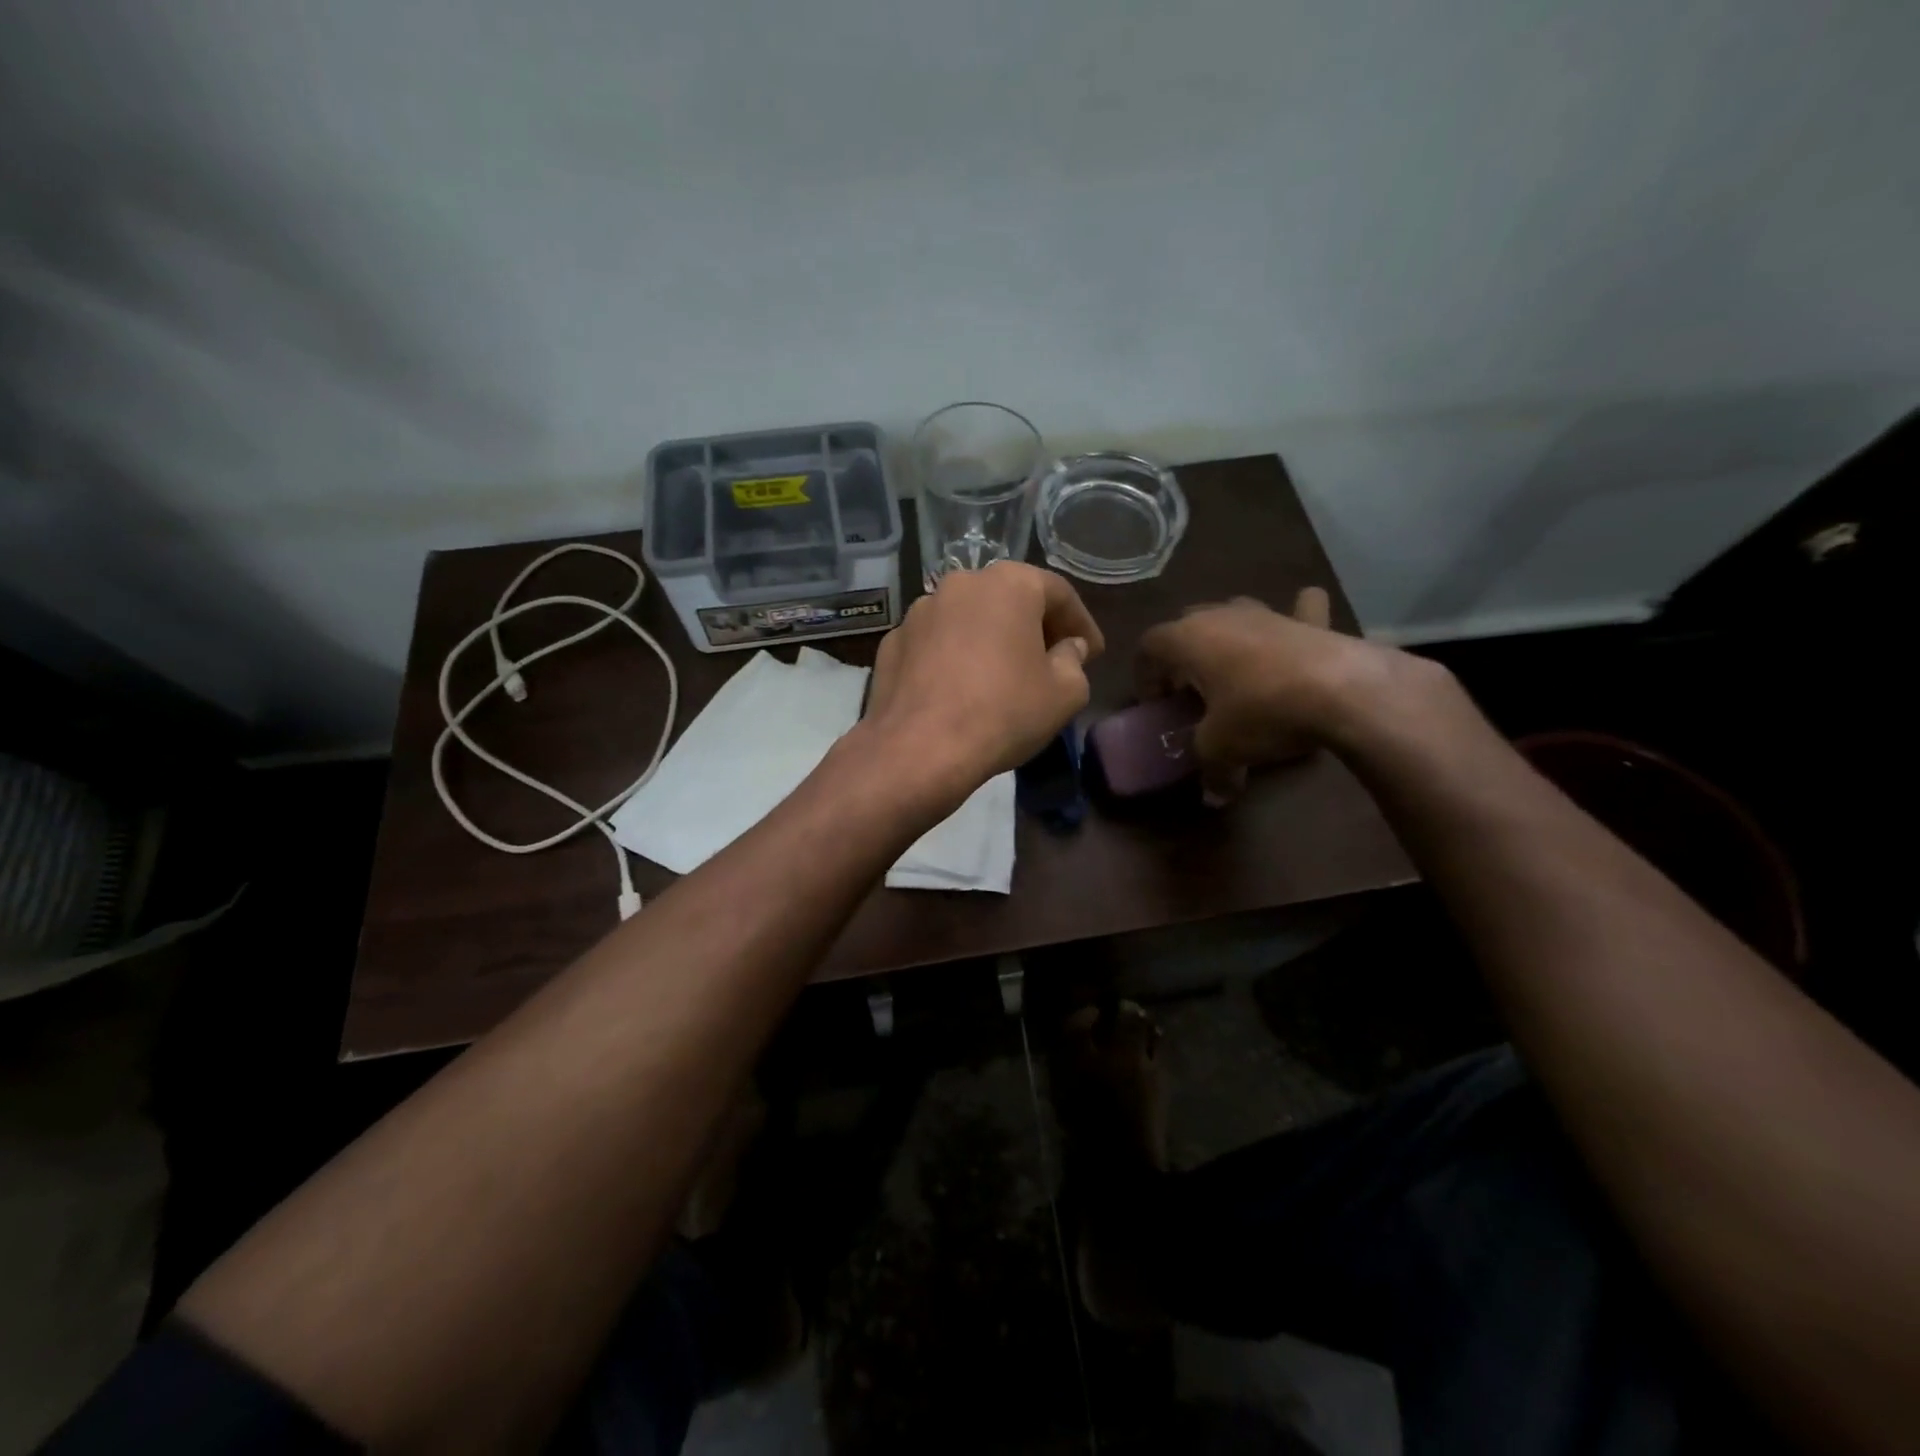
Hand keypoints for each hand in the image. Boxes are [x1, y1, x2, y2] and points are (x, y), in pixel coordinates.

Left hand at [866, 562, 1104, 800]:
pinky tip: (960, 689)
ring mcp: (919, 611)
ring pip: (968, 619)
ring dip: (990, 639)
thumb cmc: (1004, 713)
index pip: (1058, 593)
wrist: (919, 749)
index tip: (1093, 653)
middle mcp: (961, 584)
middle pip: (1009, 599)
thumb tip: (1068, 648)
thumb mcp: (1064, 694)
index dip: (1081, 624)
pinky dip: (954, 657)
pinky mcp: (892, 643)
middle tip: (1051, 660)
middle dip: (1034, 627)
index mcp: (1009, 584)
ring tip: (1003, 675)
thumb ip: (1074, 661)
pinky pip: (936, 643)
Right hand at [1135, 587, 1387, 801]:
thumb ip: (1210, 769)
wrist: (1343, 691)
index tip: (1156, 706)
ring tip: (1233, 669)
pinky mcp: (1309, 621)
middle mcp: (1221, 615)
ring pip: (1234, 613)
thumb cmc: (1262, 712)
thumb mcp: (1221, 748)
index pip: (1149, 647)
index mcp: (1188, 639)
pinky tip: (1299, 623)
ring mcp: (1267, 612)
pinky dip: (1295, 615)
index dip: (1145, 676)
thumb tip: (1213, 796)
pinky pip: (1298, 609)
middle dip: (1182, 654)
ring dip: (1227, 636)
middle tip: (1190, 690)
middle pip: (1187, 625)